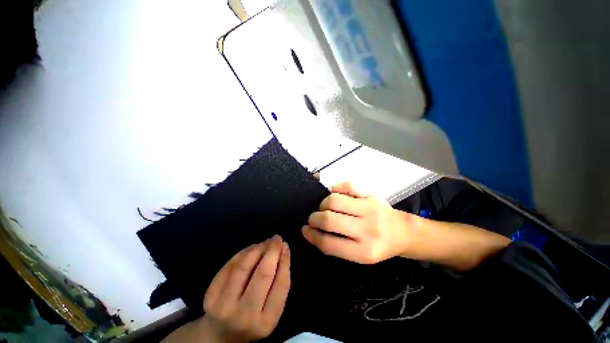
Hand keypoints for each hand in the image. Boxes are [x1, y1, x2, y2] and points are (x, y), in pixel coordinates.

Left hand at [201, 235, 290, 342]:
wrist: (220, 335)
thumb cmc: (253, 319)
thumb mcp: (272, 310)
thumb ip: (280, 283)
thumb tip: (283, 250)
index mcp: (266, 322)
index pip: (280, 285)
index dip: (284, 261)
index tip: (286, 246)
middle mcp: (244, 315)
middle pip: (262, 273)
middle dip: (272, 250)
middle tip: (277, 238)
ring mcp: (223, 305)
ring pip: (244, 266)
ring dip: (258, 248)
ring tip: (266, 241)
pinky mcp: (210, 294)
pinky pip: (230, 265)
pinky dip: (244, 252)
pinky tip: (253, 247)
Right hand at [302, 182, 410, 263]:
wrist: (402, 232)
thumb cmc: (378, 246)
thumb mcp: (359, 256)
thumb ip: (335, 246)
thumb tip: (310, 231)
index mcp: (364, 251)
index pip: (328, 243)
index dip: (312, 236)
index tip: (305, 230)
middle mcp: (368, 230)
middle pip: (330, 220)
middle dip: (314, 218)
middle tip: (313, 218)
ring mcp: (370, 208)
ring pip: (334, 200)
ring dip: (323, 204)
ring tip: (324, 207)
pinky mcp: (372, 194)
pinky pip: (347, 185)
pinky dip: (335, 187)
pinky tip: (334, 193)